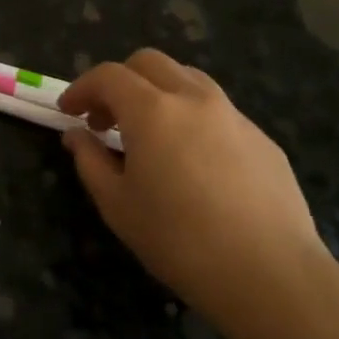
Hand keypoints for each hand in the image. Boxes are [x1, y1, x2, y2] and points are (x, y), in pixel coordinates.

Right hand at [60, 50, 332, 338]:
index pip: (108, 76)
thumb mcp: (117, 204)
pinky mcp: (262, 139)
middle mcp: (194, 99)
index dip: (81, 88)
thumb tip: (78, 135)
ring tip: (149, 133)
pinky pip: (217, 110)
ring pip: (187, 79)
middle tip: (106, 120)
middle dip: (119, 81)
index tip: (68, 112)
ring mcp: (234, 116)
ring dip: (157, 92)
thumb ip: (90, 160)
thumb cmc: (179, 240)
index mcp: (152, 110)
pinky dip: (191, 117)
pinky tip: (192, 161)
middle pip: (149, 63)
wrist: (270, 274)